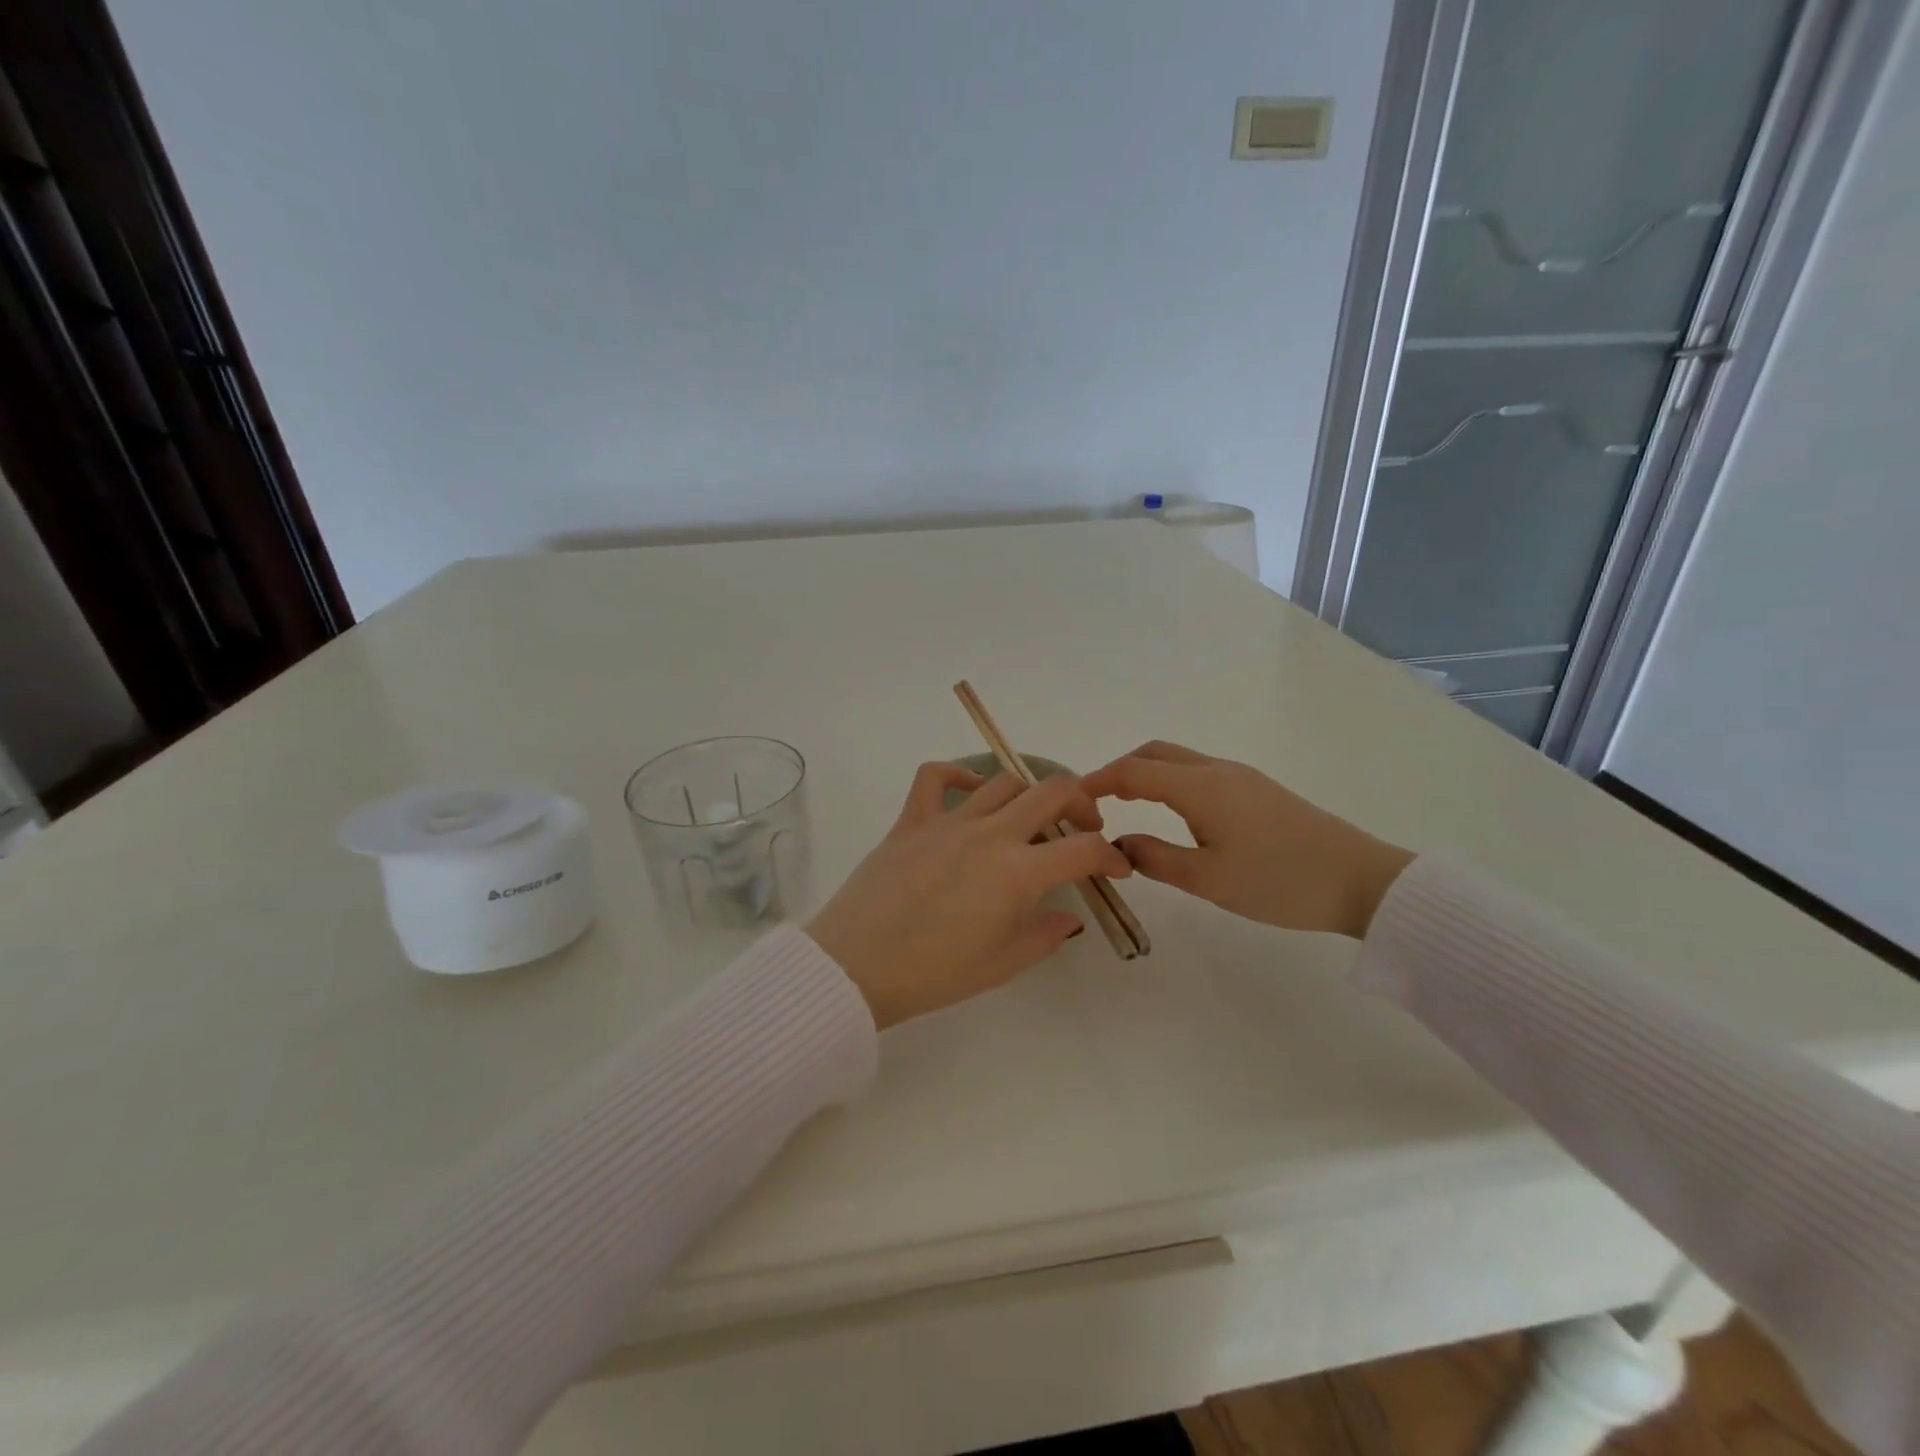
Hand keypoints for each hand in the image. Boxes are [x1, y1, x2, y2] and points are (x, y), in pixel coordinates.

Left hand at [808, 763, 1132, 1029]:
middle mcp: (989, 835)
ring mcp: (947, 822)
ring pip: (1003, 781)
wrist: (856, 968)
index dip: (1110, 856)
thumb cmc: (934, 974)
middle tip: (1084, 827)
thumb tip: (1069, 917)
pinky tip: (972, 795)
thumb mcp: (1002, 965)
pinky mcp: (910, 821)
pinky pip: (934, 778)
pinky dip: (959, 775)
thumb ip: (1045, 935)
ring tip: (1030, 818)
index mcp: (1018, 874)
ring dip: (1029, 794)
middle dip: (1081, 803)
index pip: (1084, 849)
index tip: (1115, 867)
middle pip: (1051, 792)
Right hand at [1081, 742, 1413, 938]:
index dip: (1097, 781)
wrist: (1362, 880)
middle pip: (1154, 753)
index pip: (1133, 771)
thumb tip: (1118, 845)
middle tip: (1098, 802)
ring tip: (1127, 807)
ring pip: (1179, 760)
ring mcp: (1241, 777)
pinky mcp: (1258, 790)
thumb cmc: (1279, 881)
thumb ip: (1155, 858)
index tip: (1073, 801)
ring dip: (1146, 774)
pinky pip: (1199, 772)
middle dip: (1119, 770)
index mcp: (1199, 787)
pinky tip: (1174, 813)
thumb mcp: (1208, 880)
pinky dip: (1171, 781)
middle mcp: (1216, 770)